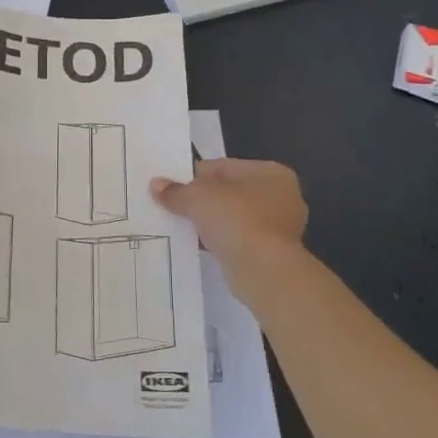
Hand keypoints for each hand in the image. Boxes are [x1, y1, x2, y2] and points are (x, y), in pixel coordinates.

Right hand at [151, 159, 306, 277]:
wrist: (263, 270)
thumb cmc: (236, 220)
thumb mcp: (197, 197)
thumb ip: (176, 190)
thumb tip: (156, 185)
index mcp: (270, 172)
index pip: (222, 167)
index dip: (193, 175)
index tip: (171, 187)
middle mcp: (281, 196)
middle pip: (229, 192)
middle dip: (202, 200)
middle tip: (173, 207)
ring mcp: (279, 226)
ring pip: (233, 217)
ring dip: (210, 222)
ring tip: (182, 227)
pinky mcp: (273, 252)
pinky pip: (238, 239)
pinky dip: (220, 240)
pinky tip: (199, 245)